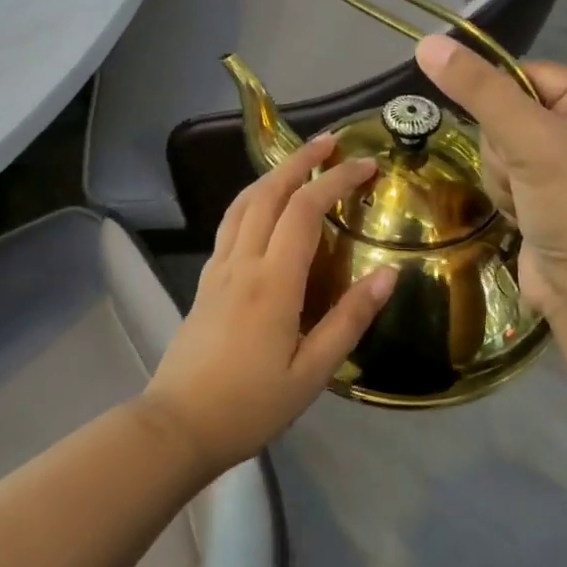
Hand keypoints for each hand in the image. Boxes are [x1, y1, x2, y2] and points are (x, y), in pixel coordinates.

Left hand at [142, 135, 396, 474]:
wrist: (179, 425)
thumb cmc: (251, 405)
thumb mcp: (312, 372)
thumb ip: (349, 320)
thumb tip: (387, 275)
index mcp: (272, 282)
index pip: (304, 210)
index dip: (335, 180)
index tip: (366, 164)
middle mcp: (241, 263)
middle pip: (267, 193)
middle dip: (299, 161)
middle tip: (330, 141)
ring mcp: (217, 270)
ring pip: (242, 204)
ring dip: (271, 176)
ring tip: (298, 162)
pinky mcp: (204, 283)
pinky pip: (230, 226)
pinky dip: (252, 201)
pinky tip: (264, 210)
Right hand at [415, 35, 566, 322]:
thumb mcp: (528, 141)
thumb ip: (478, 91)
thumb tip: (426, 43)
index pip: (520, 73)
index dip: (497, 103)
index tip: (507, 138)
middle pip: (503, 112)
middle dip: (502, 150)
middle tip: (524, 176)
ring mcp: (563, 160)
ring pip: (496, 147)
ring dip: (500, 177)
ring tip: (526, 201)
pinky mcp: (544, 191)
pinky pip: (502, 175)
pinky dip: (504, 195)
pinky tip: (523, 215)